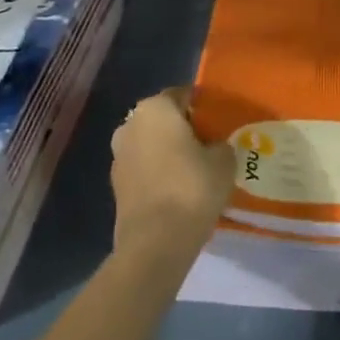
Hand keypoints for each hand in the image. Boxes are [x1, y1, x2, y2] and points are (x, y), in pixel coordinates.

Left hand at [110, 87, 234, 262]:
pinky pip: (144, 170)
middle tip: (209, 147)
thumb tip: (215, 147)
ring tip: (195, 172)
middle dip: (183, 130)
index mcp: (155, 107)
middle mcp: (130, 125)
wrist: (154, 244)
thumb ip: (221, 145)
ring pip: (151, 145)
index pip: (183, 95)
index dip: (203, 108)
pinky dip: (158, 175)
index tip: (219, 124)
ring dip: (168, 153)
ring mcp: (119, 156)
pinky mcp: (115, 187)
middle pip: (164, 119)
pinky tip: (178, 192)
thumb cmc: (191, 188)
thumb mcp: (223, 160)